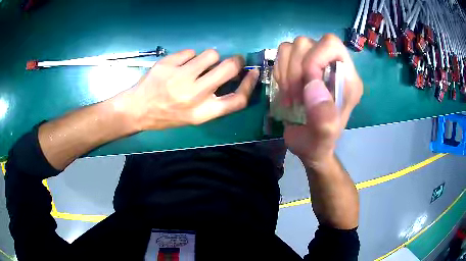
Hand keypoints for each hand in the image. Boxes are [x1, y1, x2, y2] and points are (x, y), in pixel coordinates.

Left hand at [120, 49, 258, 130]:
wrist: (138, 110)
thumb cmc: (167, 116)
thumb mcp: (194, 117)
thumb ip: (214, 101)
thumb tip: (233, 77)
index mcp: (202, 113)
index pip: (237, 99)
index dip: (250, 84)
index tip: (252, 73)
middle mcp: (194, 95)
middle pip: (229, 68)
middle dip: (236, 60)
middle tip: (233, 60)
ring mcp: (180, 77)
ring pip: (211, 54)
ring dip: (210, 57)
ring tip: (199, 64)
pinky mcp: (168, 64)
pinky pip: (191, 51)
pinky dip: (190, 56)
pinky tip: (180, 65)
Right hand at [274, 35, 362, 165]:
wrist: (308, 145)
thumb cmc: (318, 143)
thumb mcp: (323, 138)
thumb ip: (324, 118)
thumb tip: (312, 85)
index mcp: (347, 79)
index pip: (332, 45)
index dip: (314, 58)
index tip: (305, 85)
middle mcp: (332, 65)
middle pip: (307, 43)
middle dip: (295, 70)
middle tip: (294, 96)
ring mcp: (314, 63)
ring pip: (292, 46)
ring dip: (285, 71)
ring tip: (289, 94)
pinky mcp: (298, 66)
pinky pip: (282, 53)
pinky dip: (279, 70)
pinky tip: (284, 88)